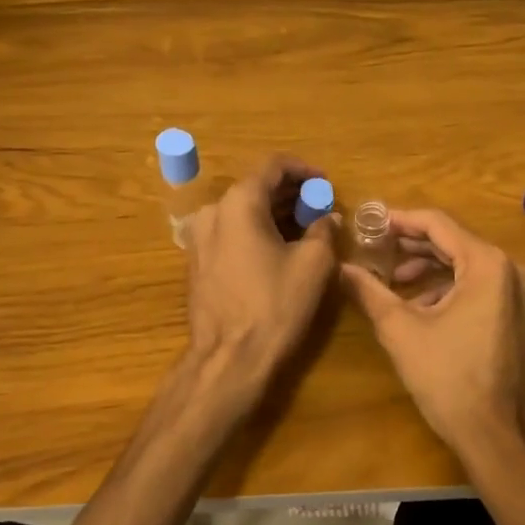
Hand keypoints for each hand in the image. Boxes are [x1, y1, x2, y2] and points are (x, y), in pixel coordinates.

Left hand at [180, 156, 339, 416]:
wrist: (229, 358)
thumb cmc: (274, 304)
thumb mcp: (313, 264)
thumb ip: (323, 229)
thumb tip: (327, 217)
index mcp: (239, 202)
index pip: (273, 166)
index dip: (304, 170)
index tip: (327, 184)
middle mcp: (213, 211)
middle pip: (256, 186)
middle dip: (291, 193)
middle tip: (321, 206)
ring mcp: (200, 238)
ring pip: (242, 210)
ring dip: (275, 212)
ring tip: (306, 226)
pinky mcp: (198, 262)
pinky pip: (231, 232)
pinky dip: (257, 230)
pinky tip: (280, 247)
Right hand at [340, 209, 524, 463]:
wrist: (499, 436)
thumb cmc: (449, 379)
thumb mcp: (401, 331)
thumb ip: (369, 292)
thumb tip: (340, 268)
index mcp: (487, 264)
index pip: (438, 224)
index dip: (400, 220)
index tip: (370, 222)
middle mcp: (511, 269)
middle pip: (454, 242)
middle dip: (412, 246)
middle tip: (376, 250)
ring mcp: (520, 292)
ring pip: (467, 264)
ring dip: (429, 268)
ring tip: (392, 281)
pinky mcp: (520, 313)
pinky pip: (480, 285)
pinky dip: (450, 288)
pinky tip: (421, 306)